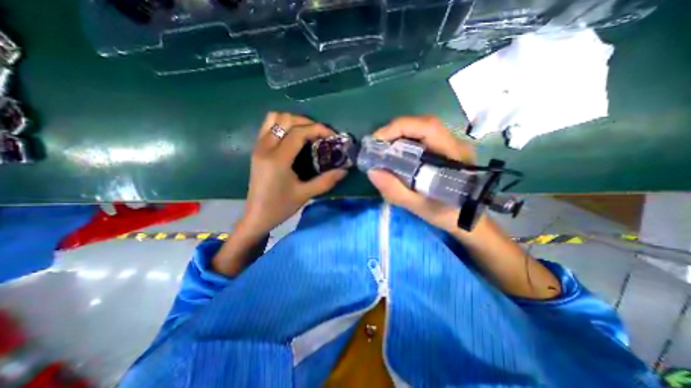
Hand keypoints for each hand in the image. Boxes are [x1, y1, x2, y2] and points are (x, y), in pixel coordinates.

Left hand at [240, 112, 348, 237]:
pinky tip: (293, 136)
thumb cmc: (280, 207)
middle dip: (308, 122)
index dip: (318, 129)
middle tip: (321, 134)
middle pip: (286, 120)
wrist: (257, 216)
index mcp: (277, 159)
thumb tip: (344, 170)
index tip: (332, 135)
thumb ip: (326, 181)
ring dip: (294, 121)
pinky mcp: (256, 149)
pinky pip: (268, 126)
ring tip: (308, 132)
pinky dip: (283, 124)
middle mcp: (265, 147)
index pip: (299, 133)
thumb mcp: (305, 194)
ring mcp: (258, 146)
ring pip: (275, 118)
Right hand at [367, 116, 475, 232]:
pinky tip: (396, 154)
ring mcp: (450, 144)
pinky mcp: (444, 149)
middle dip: (394, 131)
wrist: (468, 219)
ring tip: (382, 150)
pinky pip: (421, 138)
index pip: (427, 127)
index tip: (377, 141)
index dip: (399, 128)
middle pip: (421, 125)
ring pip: (420, 130)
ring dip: (398, 135)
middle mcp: (454, 143)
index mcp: (453, 154)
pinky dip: (404, 142)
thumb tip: (372, 171)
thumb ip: (395, 190)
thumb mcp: (419, 206)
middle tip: (376, 146)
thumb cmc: (447, 214)